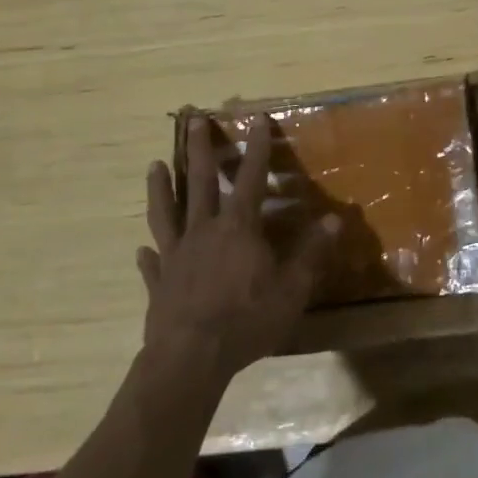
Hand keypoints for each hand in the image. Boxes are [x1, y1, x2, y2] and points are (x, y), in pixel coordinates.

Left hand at [137, 118, 336, 384]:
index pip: (251, 177)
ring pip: (166, 213)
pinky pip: (152, 263)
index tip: (255, 118)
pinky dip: (148, 254)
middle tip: (192, 119)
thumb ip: (312, 253)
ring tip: (154, 165)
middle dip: (199, 150)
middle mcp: (204, 231)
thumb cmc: (246, 320)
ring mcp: (176, 256)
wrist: (191, 359)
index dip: (256, 147)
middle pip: (200, 182)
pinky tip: (141, 249)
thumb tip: (336, 219)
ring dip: (161, 188)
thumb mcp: (292, 289)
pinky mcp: (159, 283)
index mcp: (238, 228)